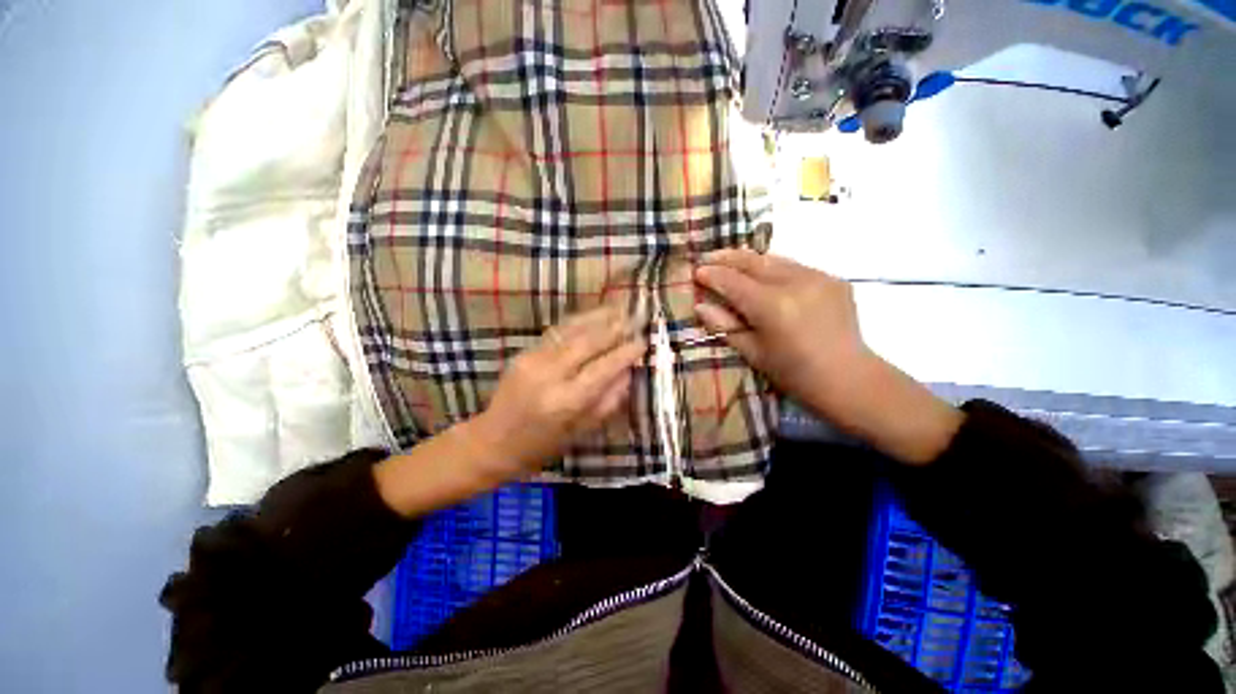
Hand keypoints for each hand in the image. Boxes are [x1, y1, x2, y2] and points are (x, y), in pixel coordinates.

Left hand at [469, 305, 646, 477]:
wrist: (492, 441)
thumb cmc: (541, 446)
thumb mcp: (580, 433)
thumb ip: (606, 403)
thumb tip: (627, 374)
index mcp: (565, 402)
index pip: (602, 369)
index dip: (625, 353)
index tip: (643, 342)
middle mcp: (549, 375)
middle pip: (587, 342)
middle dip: (614, 328)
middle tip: (636, 318)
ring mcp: (533, 359)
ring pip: (571, 330)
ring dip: (597, 317)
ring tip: (619, 308)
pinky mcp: (524, 352)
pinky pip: (557, 332)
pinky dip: (578, 321)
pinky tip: (593, 315)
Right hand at [694, 249, 962, 463]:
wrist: (848, 377)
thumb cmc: (794, 373)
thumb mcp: (753, 352)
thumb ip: (724, 325)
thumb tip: (700, 306)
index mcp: (772, 306)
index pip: (733, 282)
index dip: (712, 276)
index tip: (696, 272)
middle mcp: (795, 283)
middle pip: (753, 261)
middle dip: (727, 257)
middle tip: (708, 258)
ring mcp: (818, 277)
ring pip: (774, 259)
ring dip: (749, 260)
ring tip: (731, 262)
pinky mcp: (833, 278)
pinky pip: (794, 267)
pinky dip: (773, 268)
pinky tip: (764, 275)